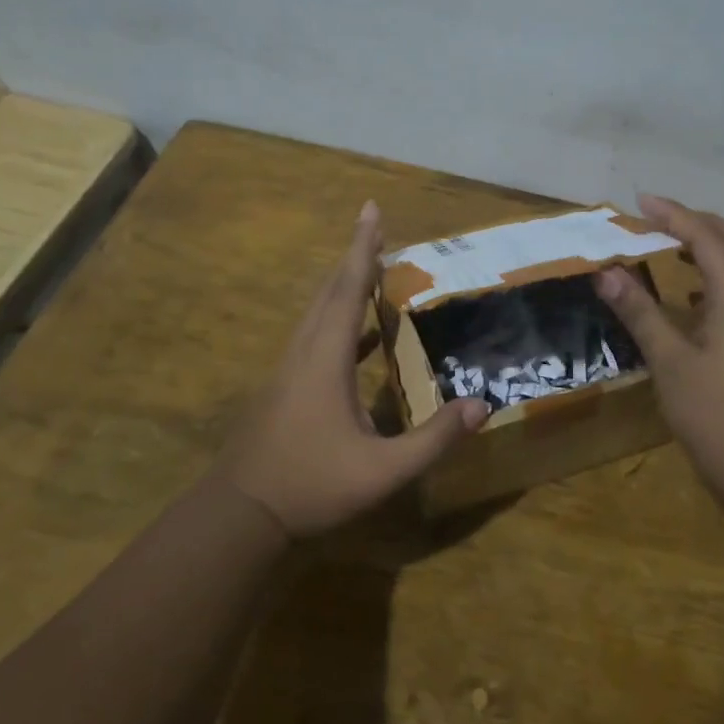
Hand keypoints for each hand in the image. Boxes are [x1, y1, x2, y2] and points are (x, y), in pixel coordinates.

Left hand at [219, 201, 487, 537]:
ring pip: (318, 312)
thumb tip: (481, 406)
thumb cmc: (312, 486)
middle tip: (377, 228)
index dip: (363, 247)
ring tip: (372, 270)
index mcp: (326, 358)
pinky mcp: (285, 387)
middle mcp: (305, 352)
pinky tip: (361, 337)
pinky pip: (316, 337)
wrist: (241, 515)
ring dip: (344, 285)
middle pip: (330, 291)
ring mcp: (290, 370)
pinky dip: (340, 321)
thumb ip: (433, 438)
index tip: (370, 209)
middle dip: (354, 256)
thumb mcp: (383, 470)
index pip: (348, 289)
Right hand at [594, 194, 723, 521]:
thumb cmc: (721, 420)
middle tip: (665, 224)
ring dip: (719, 249)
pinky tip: (694, 303)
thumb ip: (641, 314)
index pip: (708, 239)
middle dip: (706, 223)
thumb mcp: (671, 366)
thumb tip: (607, 272)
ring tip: (676, 253)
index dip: (675, 215)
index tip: (642, 202)